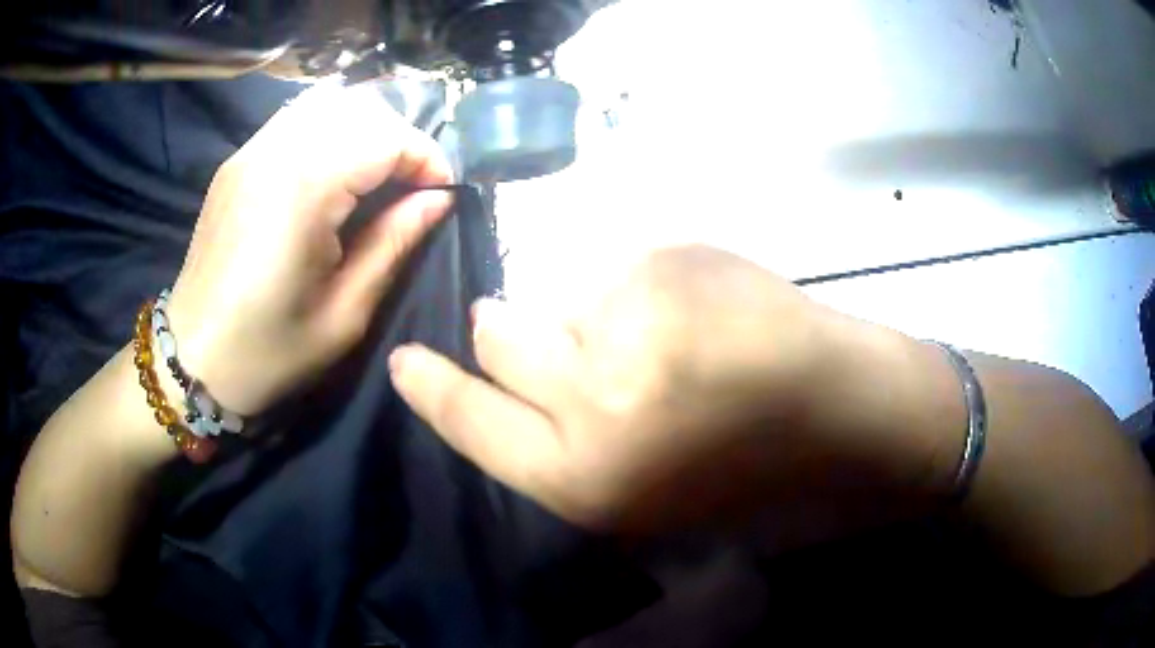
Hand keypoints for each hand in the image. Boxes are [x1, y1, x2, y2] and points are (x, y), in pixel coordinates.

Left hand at [168, 84, 453, 414]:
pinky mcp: (237, 161)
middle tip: (412, 187)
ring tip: (377, 176)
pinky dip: (331, 130)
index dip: (426, 158)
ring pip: (329, 104)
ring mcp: (251, 151)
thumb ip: (394, 243)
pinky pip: (297, 119)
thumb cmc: (267, 352)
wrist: (191, 360)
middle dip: (401, 139)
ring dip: (366, 130)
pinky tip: (333, 172)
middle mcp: (275, 152)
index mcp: (303, 190)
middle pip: (361, 109)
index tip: (441, 195)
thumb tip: (439, 199)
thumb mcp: (344, 313)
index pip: (386, 137)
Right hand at [390, 245, 958, 533]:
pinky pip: (623, 267)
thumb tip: (530, 390)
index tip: (405, 360)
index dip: (433, 390)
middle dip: (510, 333)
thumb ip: (574, 450)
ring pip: (564, 293)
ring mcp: (634, 314)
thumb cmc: (763, 480)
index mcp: (591, 477)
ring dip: (592, 314)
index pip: (472, 422)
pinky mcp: (672, 255)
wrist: (858, 415)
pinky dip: (645, 287)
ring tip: (672, 337)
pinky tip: (705, 312)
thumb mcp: (652, 499)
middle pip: (499, 333)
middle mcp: (594, 397)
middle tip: (559, 337)